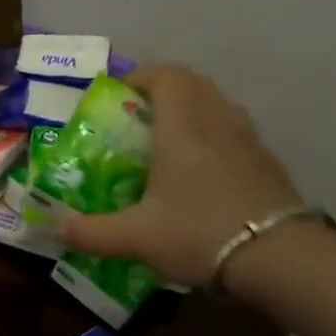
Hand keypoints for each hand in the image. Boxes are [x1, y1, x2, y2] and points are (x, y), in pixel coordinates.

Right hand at [60, 66, 307, 288]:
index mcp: (182, 129)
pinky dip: (211, 137)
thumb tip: (57, 228)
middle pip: (194, 85)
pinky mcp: (266, 164)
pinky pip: (233, 133)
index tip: (118, 96)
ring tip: (166, 143)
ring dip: (191, 112)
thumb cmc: (198, 234)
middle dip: (163, 92)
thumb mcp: (134, 238)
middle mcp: (217, 123)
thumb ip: (90, 232)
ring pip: (217, 107)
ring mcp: (248, 142)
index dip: (141, 78)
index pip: (166, 77)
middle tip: (136, 118)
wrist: (278, 258)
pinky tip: (199, 174)